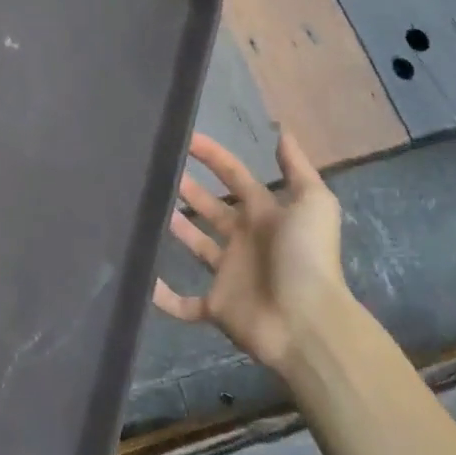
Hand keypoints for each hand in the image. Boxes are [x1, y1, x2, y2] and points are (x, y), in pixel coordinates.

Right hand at [152, 130, 344, 371]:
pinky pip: (183, 303)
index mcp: (265, 215)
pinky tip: (142, 277)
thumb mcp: (313, 203)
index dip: (213, 156)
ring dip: (175, 229)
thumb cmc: (306, 257)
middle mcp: (245, 240)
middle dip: (188, 189)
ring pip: (195, 245)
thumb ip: (297, 167)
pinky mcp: (216, 306)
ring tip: (143, 208)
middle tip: (156, 171)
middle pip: (211, 208)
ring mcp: (229, 274)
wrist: (308, 323)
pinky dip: (163, 296)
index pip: (235, 177)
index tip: (184, 138)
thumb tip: (283, 131)